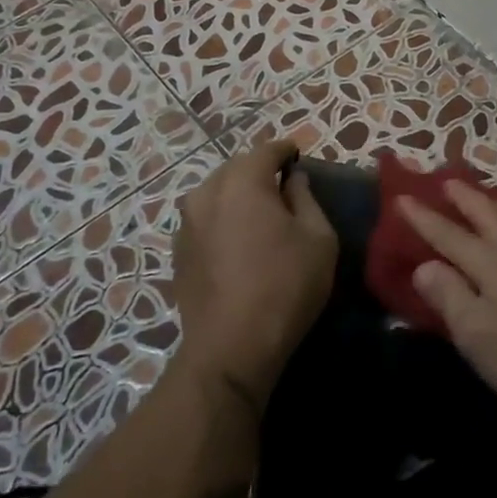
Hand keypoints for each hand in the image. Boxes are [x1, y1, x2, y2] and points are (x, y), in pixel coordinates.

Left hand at [173, 140, 336, 410]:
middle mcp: (206, 193)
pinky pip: (205, 221)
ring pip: (216, 194)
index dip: (285, 151)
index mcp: (242, 182)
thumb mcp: (318, 238)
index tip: (299, 157)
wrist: (232, 347)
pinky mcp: (178, 252)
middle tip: (283, 188)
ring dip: (238, 197)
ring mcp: (186, 224)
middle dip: (259, 172)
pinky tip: (238, 243)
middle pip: (236, 169)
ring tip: (260, 217)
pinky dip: (222, 221)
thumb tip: (293, 180)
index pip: (266, 150)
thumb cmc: (286, 285)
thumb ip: (306, 198)